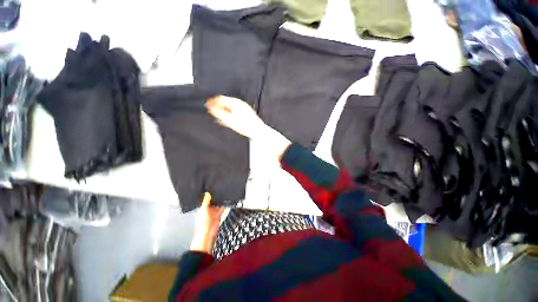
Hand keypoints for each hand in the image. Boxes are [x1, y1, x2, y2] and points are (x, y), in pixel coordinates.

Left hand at [190, 193, 224, 253]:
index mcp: (202, 208)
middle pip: (213, 201)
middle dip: (216, 196)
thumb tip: (207, 192)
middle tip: (220, 188)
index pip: (205, 199)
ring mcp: (213, 212)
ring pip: (218, 204)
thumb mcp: (204, 210)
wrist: (208, 234)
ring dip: (221, 200)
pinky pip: (222, 208)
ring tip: (225, 192)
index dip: (208, 194)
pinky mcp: (218, 214)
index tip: (212, 187)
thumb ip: (206, 201)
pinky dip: (225, 205)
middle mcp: (208, 209)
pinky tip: (228, 200)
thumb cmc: (203, 222)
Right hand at [206, 95, 266, 139]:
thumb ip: (218, 113)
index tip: (207, 106)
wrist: (258, 131)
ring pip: (230, 108)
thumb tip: (210, 107)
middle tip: (212, 113)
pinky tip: (227, 121)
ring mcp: (244, 109)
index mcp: (235, 102)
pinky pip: (235, 113)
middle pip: (226, 103)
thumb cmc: (245, 125)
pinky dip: (230, 116)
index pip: (221, 98)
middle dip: (218, 107)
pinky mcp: (246, 114)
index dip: (212, 102)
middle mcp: (240, 103)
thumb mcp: (229, 119)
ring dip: (223, 112)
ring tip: (218, 118)